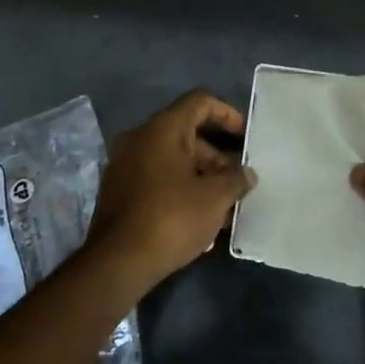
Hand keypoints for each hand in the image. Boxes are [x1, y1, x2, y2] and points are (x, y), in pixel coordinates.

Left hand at [85, 89, 257, 290]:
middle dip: (217, 156)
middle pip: (186, 133)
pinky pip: (157, 178)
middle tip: (239, 181)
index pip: (200, 102)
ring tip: (226, 205)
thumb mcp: (215, 198)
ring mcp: (125, 164)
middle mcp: (139, 138)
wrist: (118, 262)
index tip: (246, 136)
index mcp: (162, 129)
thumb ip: (236, 179)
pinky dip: (181, 188)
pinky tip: (201, 217)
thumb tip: (246, 174)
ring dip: (201, 176)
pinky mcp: (119, 190)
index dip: (227, 114)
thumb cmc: (172, 219)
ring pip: (172, 159)